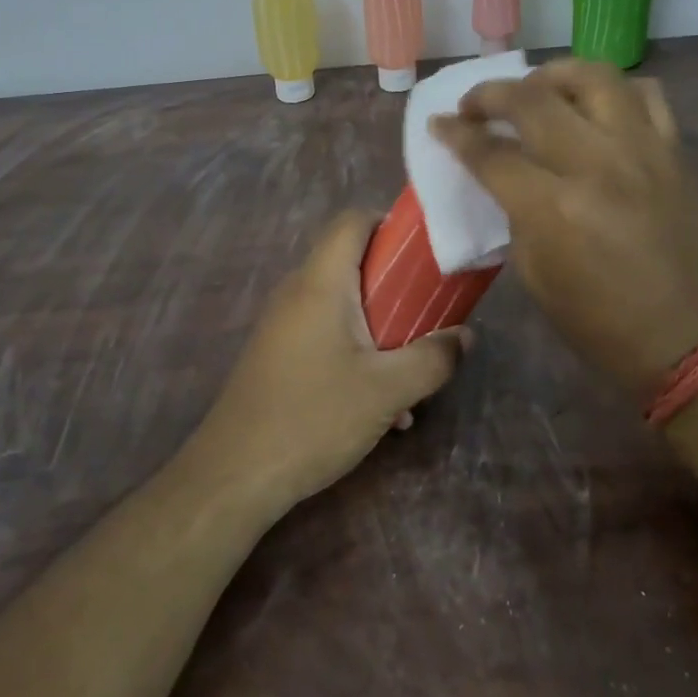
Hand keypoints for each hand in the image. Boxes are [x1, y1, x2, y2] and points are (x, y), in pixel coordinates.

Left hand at [191, 210, 466, 515]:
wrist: (234, 475)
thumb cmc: (313, 418)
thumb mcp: (387, 391)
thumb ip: (433, 358)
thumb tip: (464, 336)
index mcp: (321, 282)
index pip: (353, 221)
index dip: (391, 225)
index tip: (426, 255)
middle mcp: (298, 292)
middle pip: (352, 262)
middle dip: (397, 287)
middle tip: (430, 314)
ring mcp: (283, 324)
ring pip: (343, 305)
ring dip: (381, 329)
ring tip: (412, 371)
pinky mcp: (278, 354)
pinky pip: (326, 334)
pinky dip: (357, 352)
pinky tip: (381, 406)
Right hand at [428, 60, 697, 394]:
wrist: (689, 339)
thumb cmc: (599, 322)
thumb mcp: (535, 274)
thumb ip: (515, 212)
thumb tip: (503, 173)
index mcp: (553, 208)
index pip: (491, 153)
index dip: (456, 134)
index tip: (440, 124)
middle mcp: (597, 164)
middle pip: (532, 99)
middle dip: (491, 93)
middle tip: (475, 104)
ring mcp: (642, 150)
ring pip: (593, 76)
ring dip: (553, 74)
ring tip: (535, 89)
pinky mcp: (674, 151)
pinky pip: (645, 94)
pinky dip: (612, 90)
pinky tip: (595, 106)